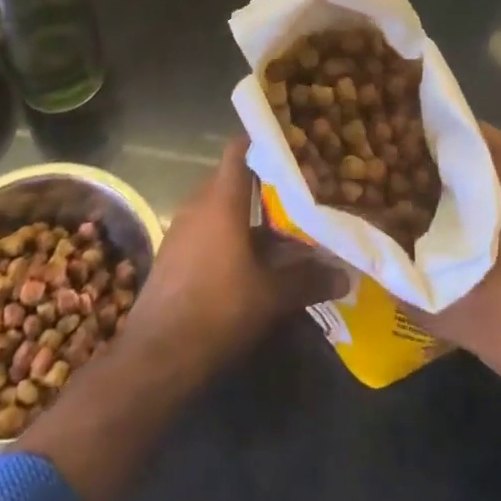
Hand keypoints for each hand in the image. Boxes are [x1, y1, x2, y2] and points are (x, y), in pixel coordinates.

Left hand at [125, 139, 340, 377]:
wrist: (156, 355)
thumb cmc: (218, 310)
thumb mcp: (271, 296)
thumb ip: (308, 280)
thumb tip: (344, 276)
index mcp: (222, 200)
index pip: (238, 150)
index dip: (263, 144)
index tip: (290, 152)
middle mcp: (198, 204)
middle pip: (232, 178)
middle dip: (263, 185)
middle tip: (296, 197)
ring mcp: (181, 228)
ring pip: (219, 206)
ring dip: (247, 214)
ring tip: (279, 231)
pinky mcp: (173, 253)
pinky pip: (206, 228)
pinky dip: (228, 235)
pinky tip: (248, 262)